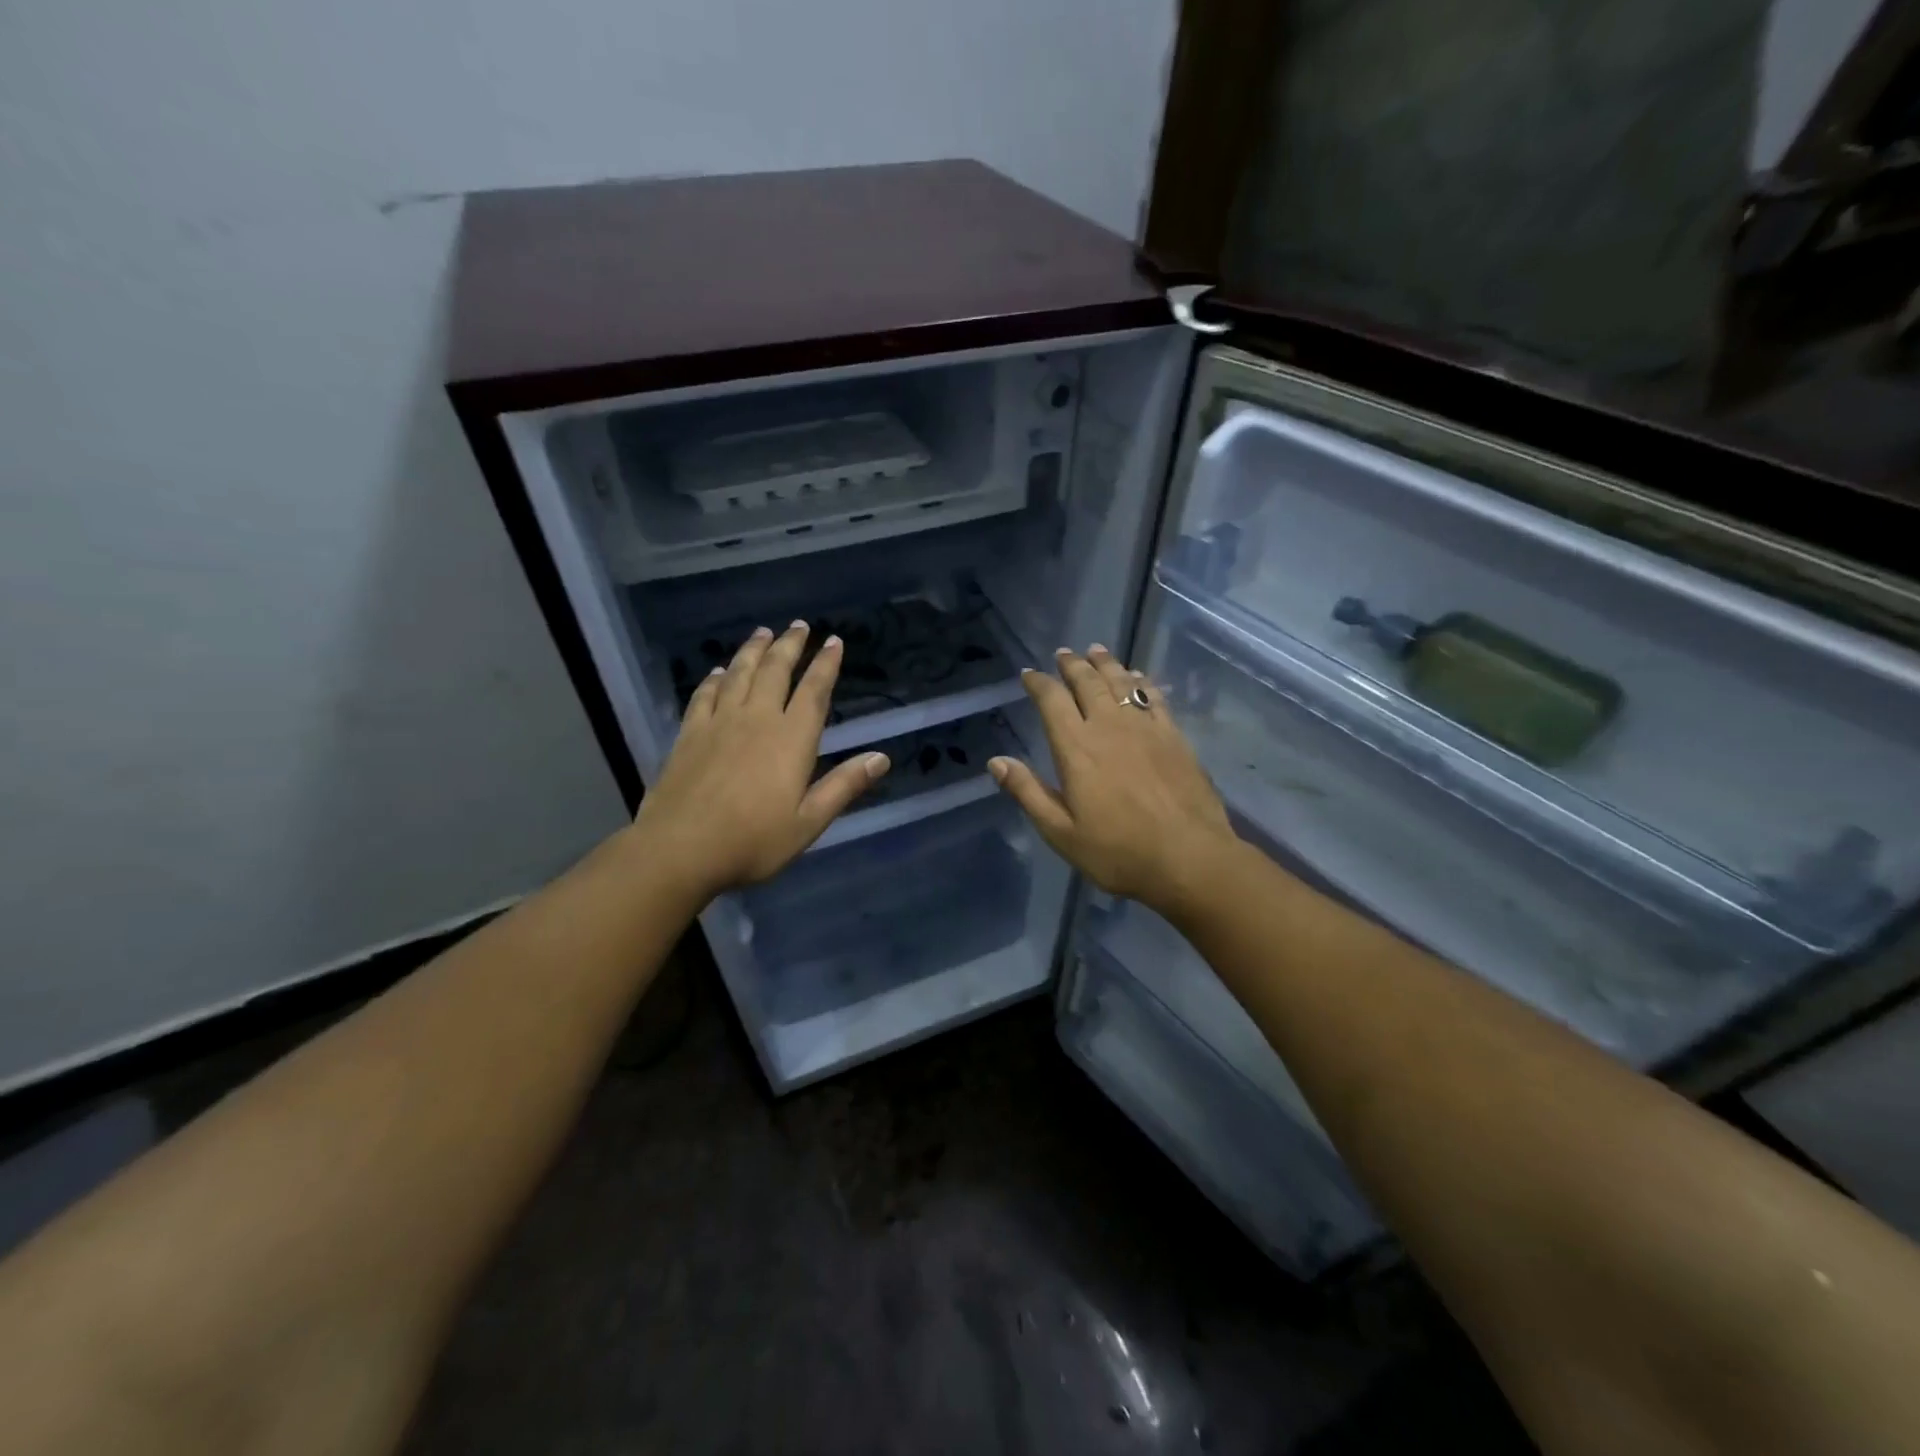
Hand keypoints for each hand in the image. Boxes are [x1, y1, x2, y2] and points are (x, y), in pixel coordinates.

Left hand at [631, 621, 889, 897]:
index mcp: (791, 740)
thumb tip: (881, 757)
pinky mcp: (689, 734)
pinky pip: (705, 694)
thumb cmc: (752, 841)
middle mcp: (757, 720)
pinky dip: (716, 678)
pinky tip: (720, 671)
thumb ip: (844, 786)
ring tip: (763, 632)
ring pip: (740, 674)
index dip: (826, 665)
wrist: (680, 849)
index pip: (814, 692)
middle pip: (775, 671)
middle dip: (790, 646)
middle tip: (799, 625)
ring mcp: (719, 723)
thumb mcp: (808, 822)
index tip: (833, 641)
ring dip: (754, 650)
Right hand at [988, 646, 1241, 917]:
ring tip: (1095, 651)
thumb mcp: (1061, 832)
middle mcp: (1109, 727)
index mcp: (1076, 748)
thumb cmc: (1118, 852)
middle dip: (1072, 665)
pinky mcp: (1174, 737)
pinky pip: (1154, 698)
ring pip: (1121, 683)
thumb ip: (1028, 793)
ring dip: (1105, 664)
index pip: (1052, 701)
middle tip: (1063, 653)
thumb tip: (996, 762)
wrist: (1189, 858)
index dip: (1038, 683)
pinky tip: (1138, 678)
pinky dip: (1141, 682)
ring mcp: (1145, 728)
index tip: (1029, 674)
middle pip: (1088, 683)